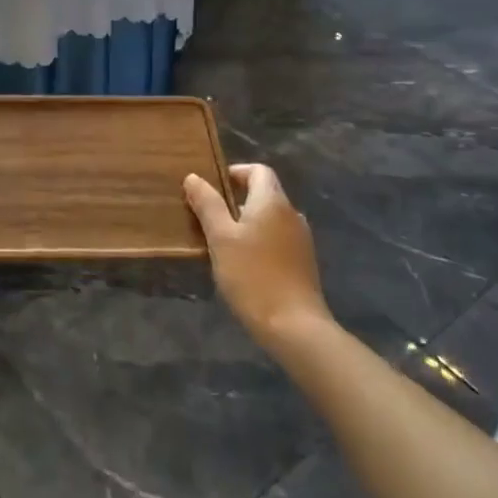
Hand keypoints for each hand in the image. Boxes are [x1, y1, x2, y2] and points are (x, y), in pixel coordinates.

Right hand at [184, 164, 333, 349]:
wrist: (294, 327)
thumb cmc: (252, 275)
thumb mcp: (220, 238)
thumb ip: (208, 204)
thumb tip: (194, 177)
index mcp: (272, 202)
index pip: (258, 170)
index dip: (235, 173)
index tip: (211, 190)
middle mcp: (292, 214)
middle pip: (264, 193)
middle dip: (235, 200)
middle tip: (209, 218)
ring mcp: (301, 239)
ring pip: (270, 218)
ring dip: (246, 222)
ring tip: (222, 243)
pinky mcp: (303, 262)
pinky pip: (278, 238)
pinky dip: (259, 241)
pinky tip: (243, 264)